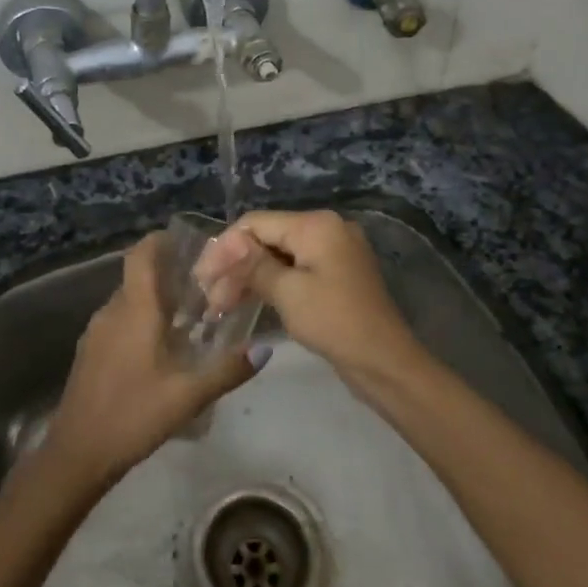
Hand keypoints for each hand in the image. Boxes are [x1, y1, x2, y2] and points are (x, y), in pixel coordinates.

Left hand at [40, 234, 263, 489]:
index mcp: (134, 309)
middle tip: (203, 287)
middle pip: (138, 277)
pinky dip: (139, 321)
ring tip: (187, 318)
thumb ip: (227, 370)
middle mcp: (112, 311)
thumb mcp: (188, 395)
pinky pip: (118, 322)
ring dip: (153, 301)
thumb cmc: (133, 414)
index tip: (187, 243)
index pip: (141, 254)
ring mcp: (96, 332)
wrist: (77, 453)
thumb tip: (265, 349)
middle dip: (167, 275)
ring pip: (128, 301)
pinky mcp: (89, 353)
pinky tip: (159, 349)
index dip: (160, 241)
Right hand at [194, 209, 423, 391]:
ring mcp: (333, 252)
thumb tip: (226, 243)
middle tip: (210, 298)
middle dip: (236, 265)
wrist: (385, 363)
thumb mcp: (288, 292)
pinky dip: (271, 283)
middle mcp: (326, 228)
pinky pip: (295, 269)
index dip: (225, 248)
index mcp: (316, 224)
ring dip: (250, 277)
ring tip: (222, 305)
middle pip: (267, 237)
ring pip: (279, 255)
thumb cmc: (335, 322)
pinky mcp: (335, 274)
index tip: (202, 278)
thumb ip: (253, 264)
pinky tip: (247, 301)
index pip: (256, 223)